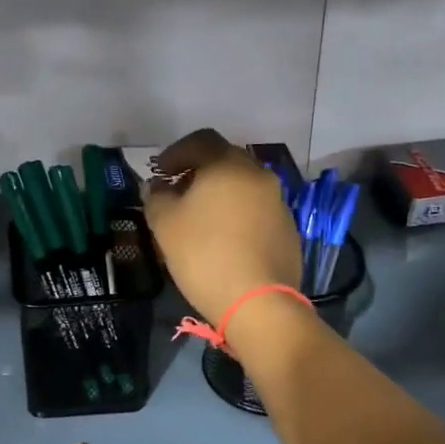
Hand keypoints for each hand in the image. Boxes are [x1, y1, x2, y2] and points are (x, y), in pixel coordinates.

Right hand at [142, 129, 302, 324]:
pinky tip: (225, 239)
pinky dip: (239, 214)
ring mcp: (278, 203)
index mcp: (228, 165)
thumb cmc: (205, 256)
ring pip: (244, 186)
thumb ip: (156, 198)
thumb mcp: (165, 225)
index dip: (176, 152)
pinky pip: (257, 211)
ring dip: (221, 194)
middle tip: (179, 191)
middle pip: (226, 160)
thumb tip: (157, 187)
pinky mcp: (288, 230)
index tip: (160, 171)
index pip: (201, 140)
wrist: (258, 302)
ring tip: (201, 217)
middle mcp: (259, 175)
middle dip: (199, 171)